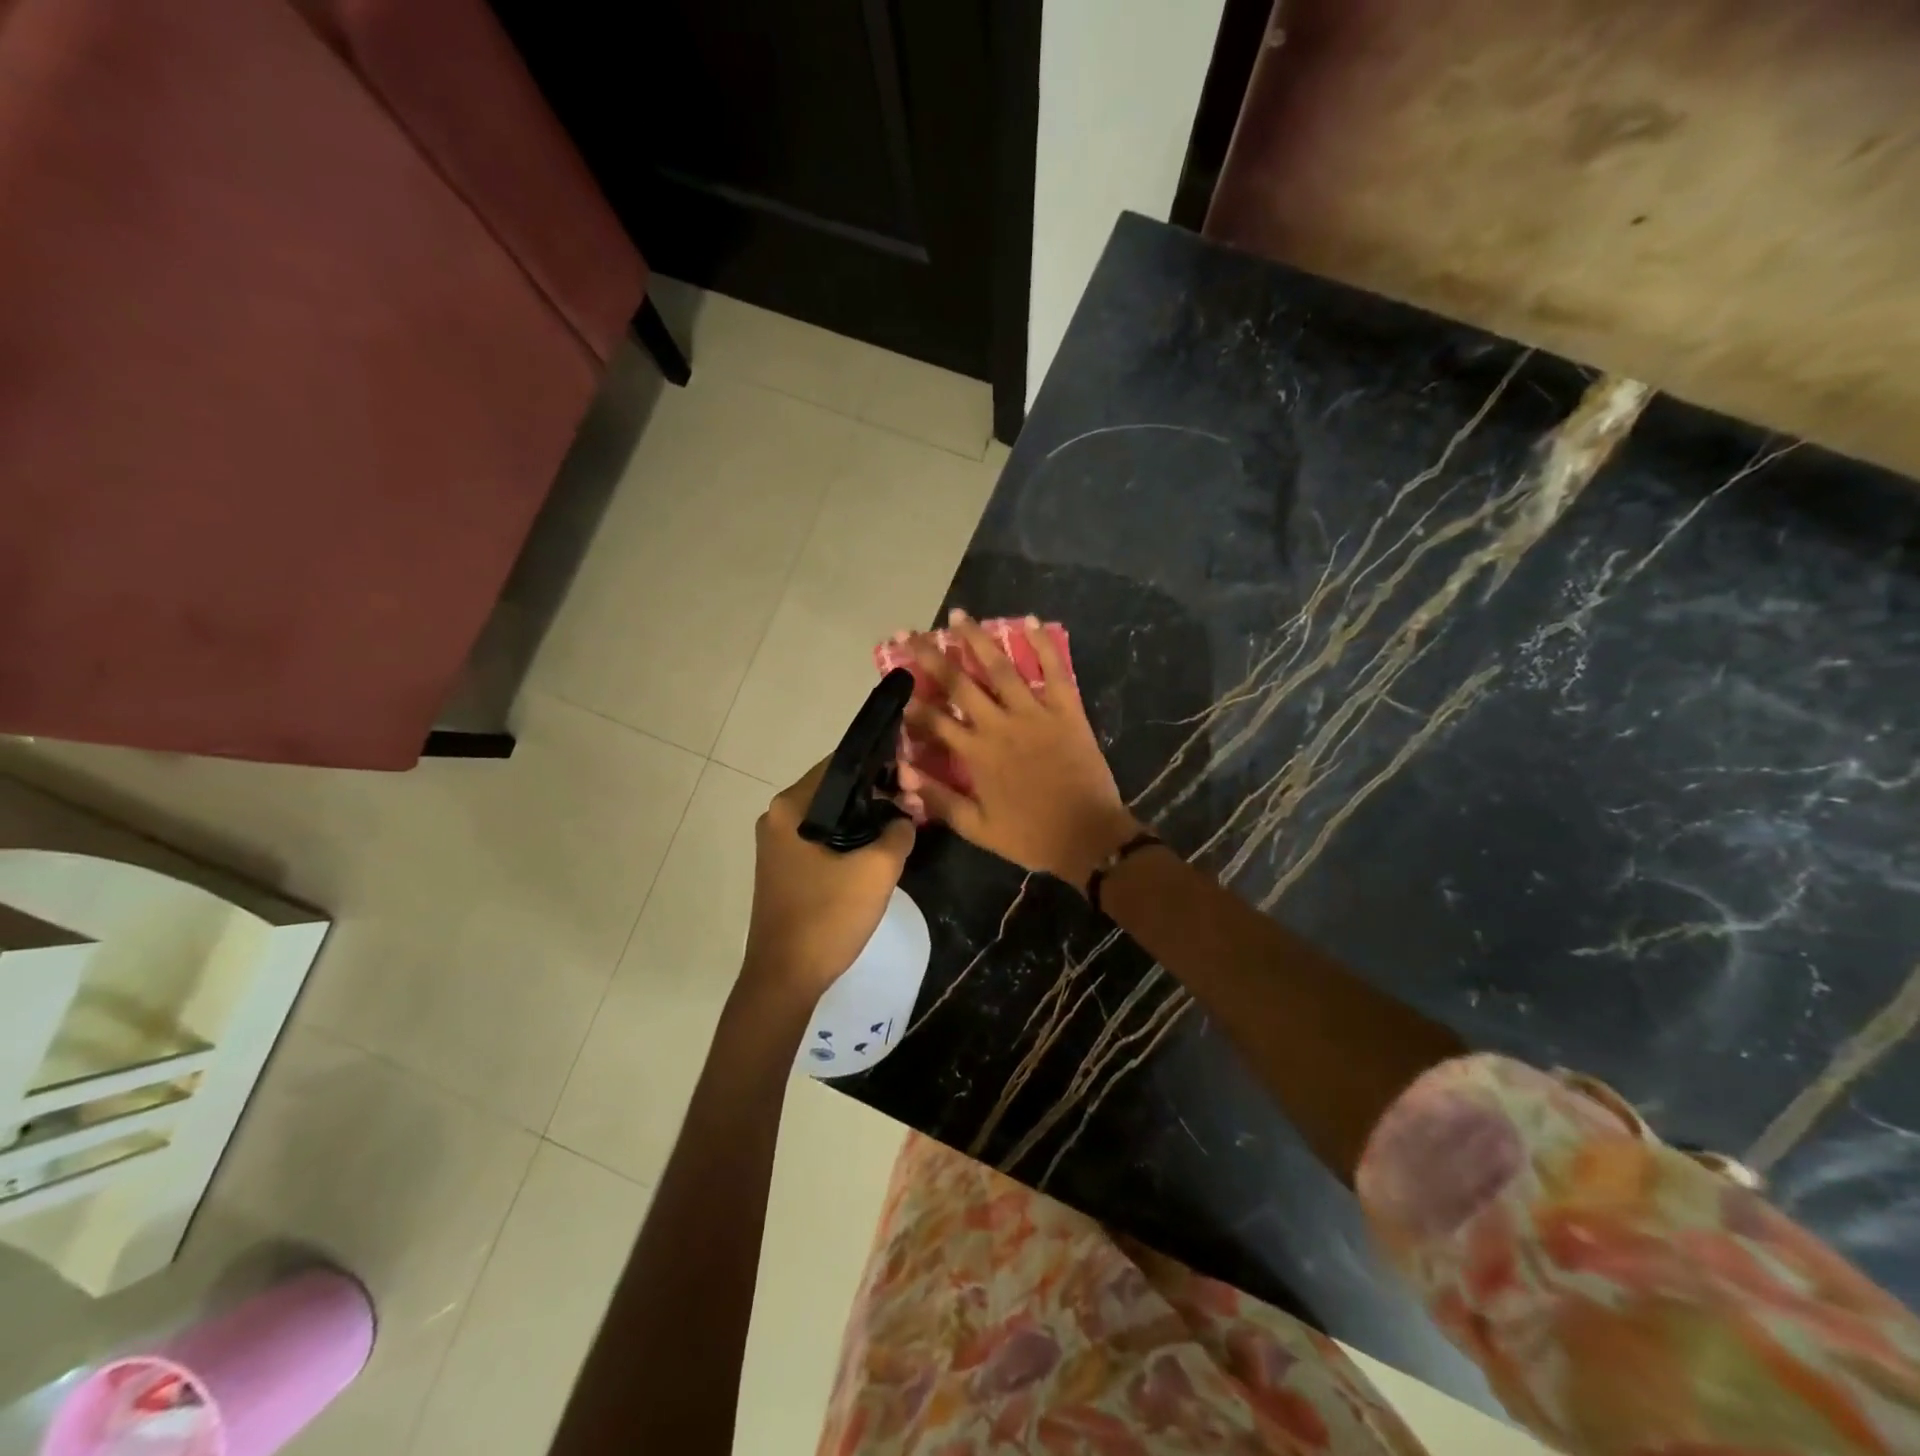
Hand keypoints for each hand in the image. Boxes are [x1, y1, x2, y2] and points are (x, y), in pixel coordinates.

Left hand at [741, 760, 915, 999]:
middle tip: (913, 804)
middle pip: (836, 790)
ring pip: (832, 816)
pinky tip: (877, 852)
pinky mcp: (785, 867)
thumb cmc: (827, 917)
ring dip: (865, 818)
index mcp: (790, 807)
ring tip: (903, 826)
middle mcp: (778, 817)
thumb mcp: (877, 870)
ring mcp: (779, 844)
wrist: (785, 979)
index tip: (912, 775)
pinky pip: (823, 838)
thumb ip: (899, 832)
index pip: (840, 764)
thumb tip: (905, 818)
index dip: (880, 764)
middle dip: (876, 793)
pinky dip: (849, 839)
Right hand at [900, 610, 1140, 889]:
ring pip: (1001, 668)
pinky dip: (1042, 644)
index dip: (912, 702)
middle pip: (959, 683)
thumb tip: (903, 772)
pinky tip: (1028, 620)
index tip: (896, 682)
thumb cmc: (1030, 836)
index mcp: (977, 754)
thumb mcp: (977, 828)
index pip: (935, 721)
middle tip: (910, 632)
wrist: (1088, 837)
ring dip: (977, 639)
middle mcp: (1000, 725)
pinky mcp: (1067, 711)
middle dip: (931, 656)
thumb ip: (939, 798)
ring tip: (958, 616)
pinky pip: (1054, 671)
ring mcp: (1035, 714)